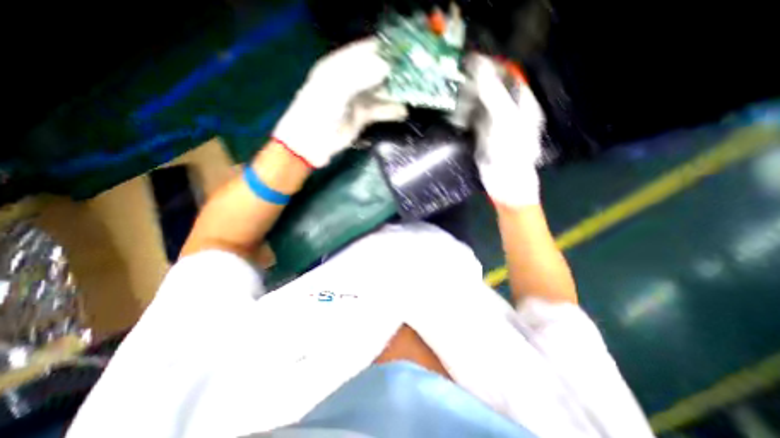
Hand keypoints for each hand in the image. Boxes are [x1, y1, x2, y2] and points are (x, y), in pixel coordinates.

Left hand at [272, 38, 409, 167]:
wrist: (312, 141)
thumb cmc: (318, 111)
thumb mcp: (336, 89)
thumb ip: (360, 76)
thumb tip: (385, 67)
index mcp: (339, 66)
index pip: (364, 51)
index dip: (383, 49)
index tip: (403, 50)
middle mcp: (350, 80)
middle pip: (375, 71)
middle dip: (393, 72)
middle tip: (413, 72)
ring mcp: (357, 99)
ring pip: (380, 92)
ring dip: (395, 92)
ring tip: (413, 91)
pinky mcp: (363, 117)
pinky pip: (380, 111)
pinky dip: (391, 111)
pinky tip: (403, 111)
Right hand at [466, 53, 543, 205]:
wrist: (504, 183)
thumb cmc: (511, 152)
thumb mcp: (505, 120)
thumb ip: (494, 94)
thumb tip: (481, 69)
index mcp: (521, 104)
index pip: (507, 78)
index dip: (491, 69)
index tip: (471, 64)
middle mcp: (508, 112)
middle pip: (492, 91)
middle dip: (476, 86)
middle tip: (459, 84)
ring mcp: (493, 124)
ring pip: (480, 105)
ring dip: (468, 101)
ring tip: (457, 101)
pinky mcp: (481, 136)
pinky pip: (472, 120)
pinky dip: (464, 116)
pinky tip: (457, 116)